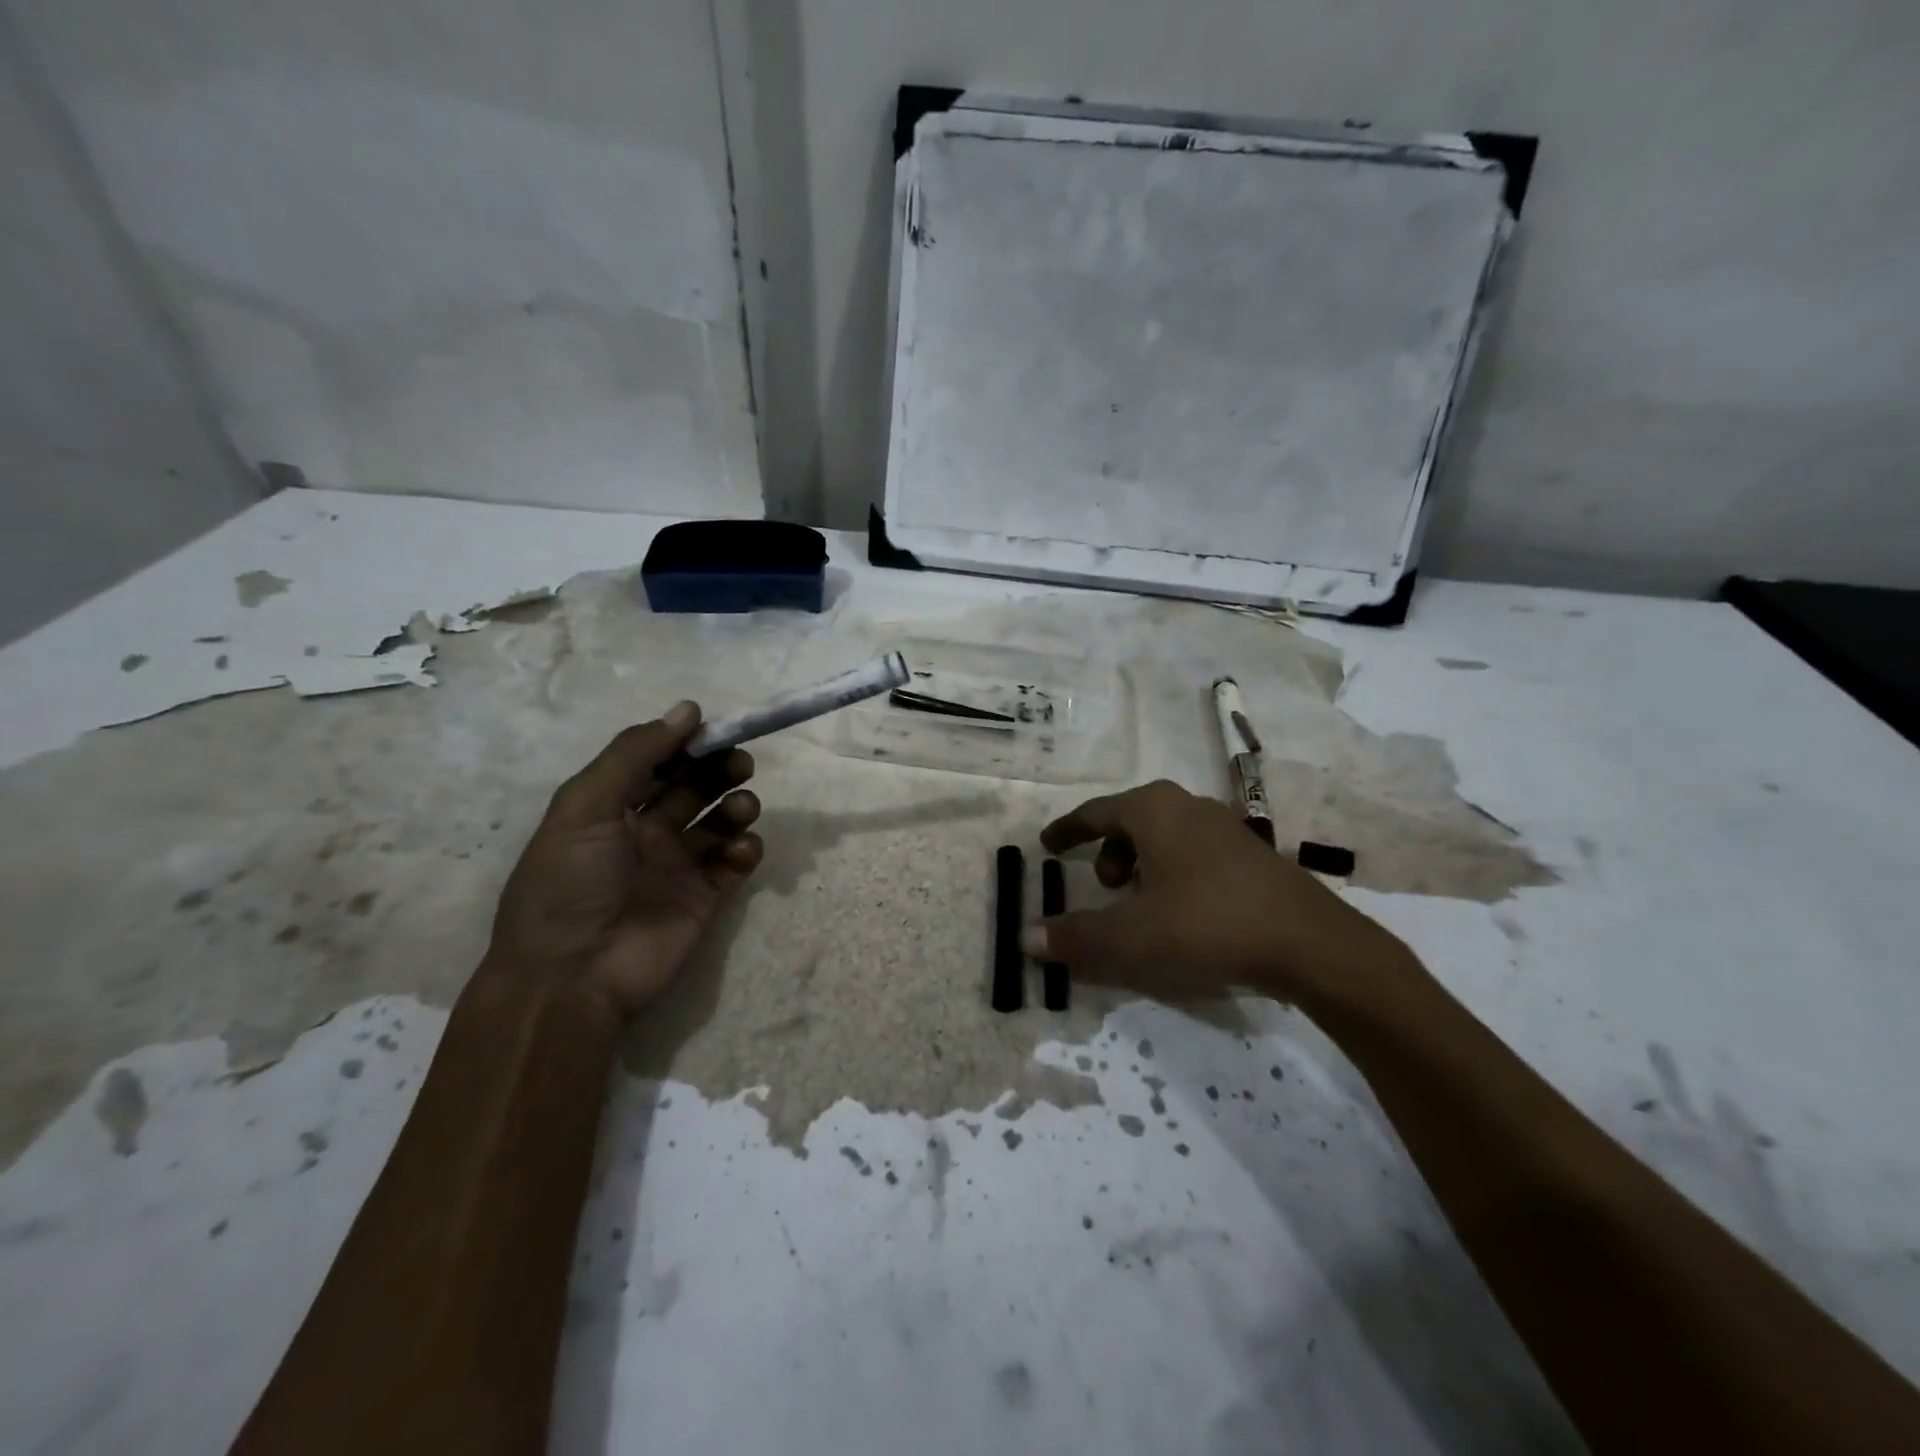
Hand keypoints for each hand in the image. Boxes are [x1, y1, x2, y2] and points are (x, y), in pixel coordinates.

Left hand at [488, 703, 764, 1018]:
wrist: (570, 978)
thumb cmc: (568, 883)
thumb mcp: (585, 806)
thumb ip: (634, 754)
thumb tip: (689, 709)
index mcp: (610, 810)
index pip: (655, 763)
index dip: (685, 743)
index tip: (715, 728)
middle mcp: (645, 834)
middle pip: (693, 789)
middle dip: (718, 770)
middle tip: (740, 763)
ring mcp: (677, 868)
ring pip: (719, 824)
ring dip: (737, 806)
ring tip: (744, 807)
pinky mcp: (704, 900)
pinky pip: (734, 865)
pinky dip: (745, 850)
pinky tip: (741, 848)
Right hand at [1024, 780, 1417, 1010]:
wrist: (1311, 943)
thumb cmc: (1210, 923)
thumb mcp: (1134, 936)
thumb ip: (1078, 937)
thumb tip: (1026, 937)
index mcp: (1154, 810)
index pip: (1095, 813)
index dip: (1067, 830)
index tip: (1048, 844)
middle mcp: (1187, 805)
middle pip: (1131, 820)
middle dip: (1108, 850)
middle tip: (1103, 887)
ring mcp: (1225, 825)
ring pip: (1165, 835)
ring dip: (1141, 862)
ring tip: (1141, 903)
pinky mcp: (1250, 852)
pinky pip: (1192, 850)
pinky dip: (1172, 871)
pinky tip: (1183, 910)